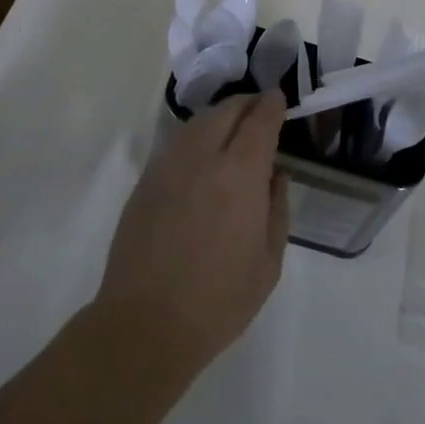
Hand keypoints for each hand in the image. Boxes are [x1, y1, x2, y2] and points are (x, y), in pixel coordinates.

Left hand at [95, 93, 290, 374]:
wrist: (144, 325)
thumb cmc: (218, 301)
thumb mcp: (268, 262)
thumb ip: (277, 208)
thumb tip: (275, 174)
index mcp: (239, 174)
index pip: (259, 120)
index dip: (272, 105)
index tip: (279, 98)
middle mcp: (203, 156)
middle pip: (227, 110)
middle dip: (247, 104)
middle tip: (260, 110)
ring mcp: (168, 165)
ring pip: (199, 121)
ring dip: (221, 116)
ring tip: (234, 129)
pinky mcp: (146, 179)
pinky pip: (178, 142)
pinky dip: (197, 136)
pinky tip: (204, 155)